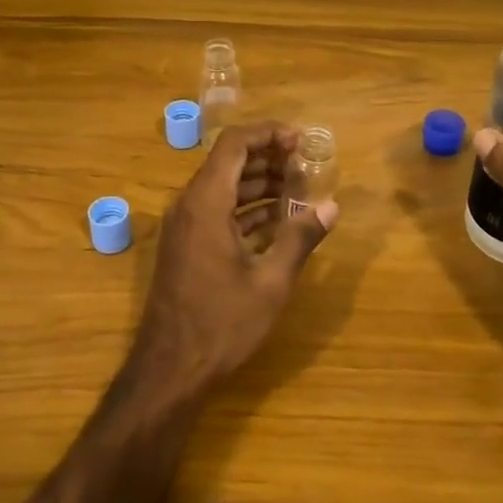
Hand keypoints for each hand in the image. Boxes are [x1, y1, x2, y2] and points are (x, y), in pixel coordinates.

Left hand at [132, 122, 338, 400]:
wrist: (170, 369)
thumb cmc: (222, 323)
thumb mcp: (271, 282)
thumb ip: (301, 238)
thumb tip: (332, 206)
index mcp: (206, 202)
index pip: (235, 143)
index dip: (269, 133)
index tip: (302, 140)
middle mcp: (190, 204)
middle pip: (229, 161)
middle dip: (269, 157)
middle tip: (307, 166)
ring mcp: (185, 226)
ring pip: (224, 186)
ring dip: (260, 183)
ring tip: (300, 191)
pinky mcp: (186, 245)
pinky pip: (217, 210)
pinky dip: (247, 208)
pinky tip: (278, 220)